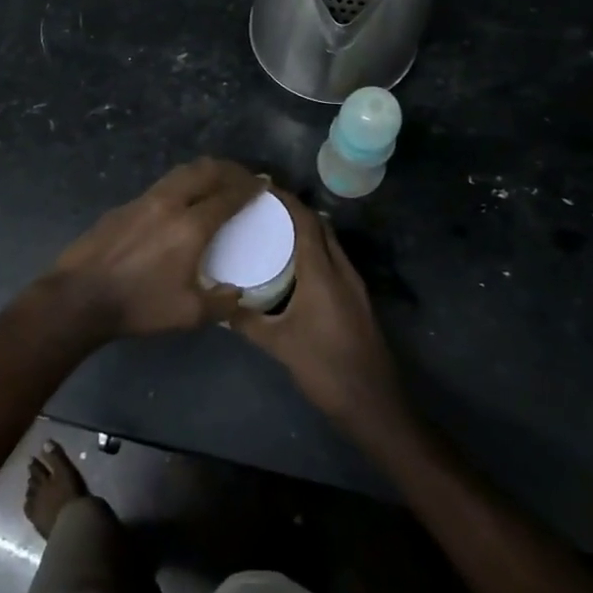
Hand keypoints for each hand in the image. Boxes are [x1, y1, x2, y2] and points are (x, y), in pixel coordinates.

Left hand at [45, 158, 261, 339]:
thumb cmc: (138, 305)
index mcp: (190, 226)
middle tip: (243, 177)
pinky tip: (180, 201)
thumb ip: (222, 303)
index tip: (263, 184)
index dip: (249, 188)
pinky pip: (161, 185)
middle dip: (229, 170)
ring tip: (215, 181)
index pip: (227, 196)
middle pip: (204, 171)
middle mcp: (169, 203)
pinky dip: (180, 184)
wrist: (79, 296)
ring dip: (203, 172)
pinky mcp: (123, 206)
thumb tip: (238, 293)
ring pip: (180, 172)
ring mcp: (143, 200)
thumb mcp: (189, 314)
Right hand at [229, 190, 406, 435]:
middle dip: (295, 211)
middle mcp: (342, 270)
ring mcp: (354, 285)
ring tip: (274, 230)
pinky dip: (315, 251)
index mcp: (323, 273)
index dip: (286, 201)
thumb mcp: (278, 344)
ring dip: (307, 230)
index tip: (261, 189)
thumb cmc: (324, 368)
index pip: (306, 221)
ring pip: (330, 243)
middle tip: (263, 208)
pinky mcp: (357, 300)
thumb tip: (219, 303)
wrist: (373, 404)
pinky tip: (295, 265)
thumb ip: (246, 321)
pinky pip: (334, 261)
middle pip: (320, 226)